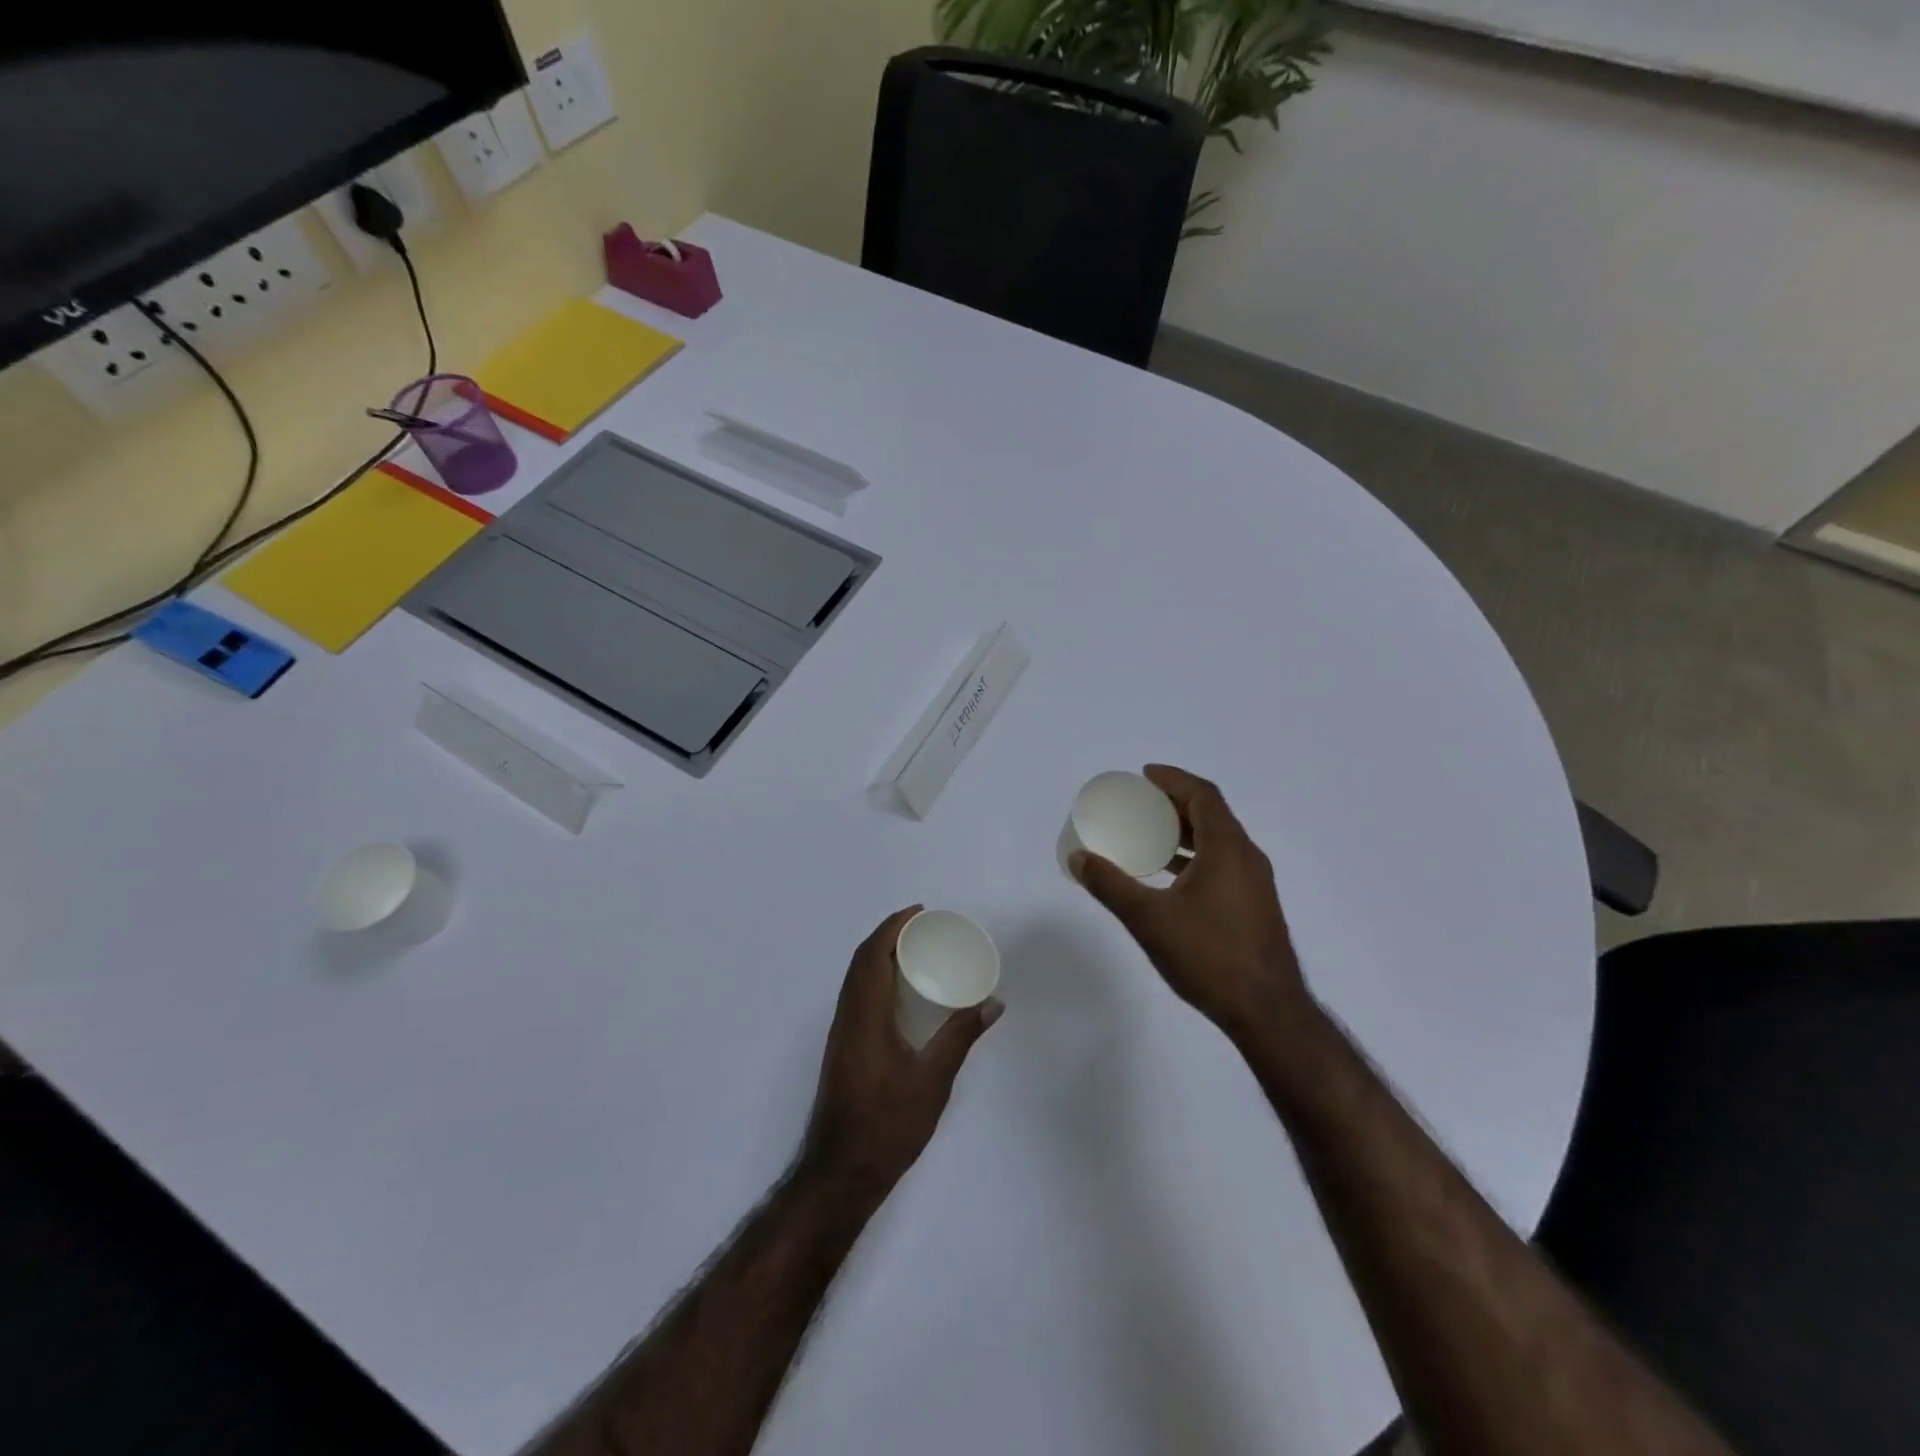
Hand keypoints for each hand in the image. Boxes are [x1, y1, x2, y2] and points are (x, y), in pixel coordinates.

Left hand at [802, 907, 1002, 1196]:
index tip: (920, 912)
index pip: (872, 955)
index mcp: (865, 1016)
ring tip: (915, 950)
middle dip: (888, 934)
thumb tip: (993, 1003)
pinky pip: (857, 995)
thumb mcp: (932, 1081)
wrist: (840, 1172)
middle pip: (861, 960)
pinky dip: (876, 977)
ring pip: (856, 978)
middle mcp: (847, 1017)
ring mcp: (842, 1033)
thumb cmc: (887, 1125)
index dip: (893, 926)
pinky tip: (900, 992)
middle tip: (923, 926)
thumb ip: (960, 1037)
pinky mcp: (843, 1048)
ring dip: (880, 954)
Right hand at [1070, 765, 1308, 1038]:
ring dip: (1185, 832)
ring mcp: (1255, 884)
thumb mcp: (1149, 919)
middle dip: (1175, 803)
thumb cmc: (1208, 956)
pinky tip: (1169, 878)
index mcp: (1228, 849)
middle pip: (1212, 814)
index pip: (1204, 795)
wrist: (1267, 1012)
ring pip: (1219, 841)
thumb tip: (1078, 858)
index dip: (1174, 779)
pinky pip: (1223, 863)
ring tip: (1149, 836)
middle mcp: (1247, 858)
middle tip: (1140, 803)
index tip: (1144, 776)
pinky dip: (1195, 857)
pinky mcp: (1255, 906)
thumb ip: (1111, 885)